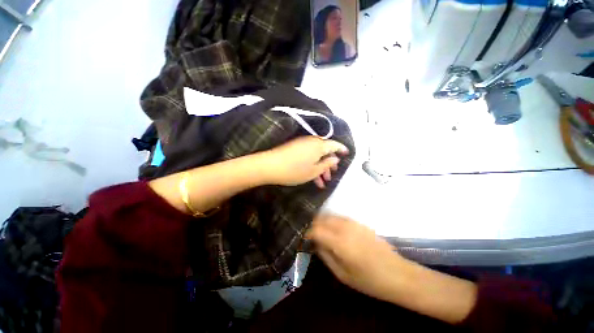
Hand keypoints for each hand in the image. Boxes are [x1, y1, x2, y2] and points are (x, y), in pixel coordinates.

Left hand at [262, 136, 348, 187]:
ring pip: (316, 155)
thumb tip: (335, 159)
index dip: (342, 149)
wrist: (269, 166)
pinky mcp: (294, 147)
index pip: (335, 145)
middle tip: (330, 177)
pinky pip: (308, 155)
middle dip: (329, 164)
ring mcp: (302, 144)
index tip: (347, 153)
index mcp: (319, 145)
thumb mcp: (314, 171)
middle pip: (325, 151)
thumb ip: (327, 164)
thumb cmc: (294, 170)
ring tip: (321, 182)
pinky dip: (311, 164)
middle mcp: (312, 141)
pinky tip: (312, 176)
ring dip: (320, 167)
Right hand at [306, 215, 406, 301]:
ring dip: (322, 221)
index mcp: (339, 241)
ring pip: (331, 215)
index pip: (316, 229)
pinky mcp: (359, 223)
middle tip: (309, 234)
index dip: (307, 232)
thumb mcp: (342, 274)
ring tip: (318, 230)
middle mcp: (345, 227)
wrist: (398, 273)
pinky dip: (332, 220)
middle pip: (322, 218)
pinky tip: (332, 229)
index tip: (303, 238)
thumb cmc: (369, 280)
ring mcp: (353, 223)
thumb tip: (315, 243)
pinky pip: (340, 217)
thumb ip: (326, 256)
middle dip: (313, 224)